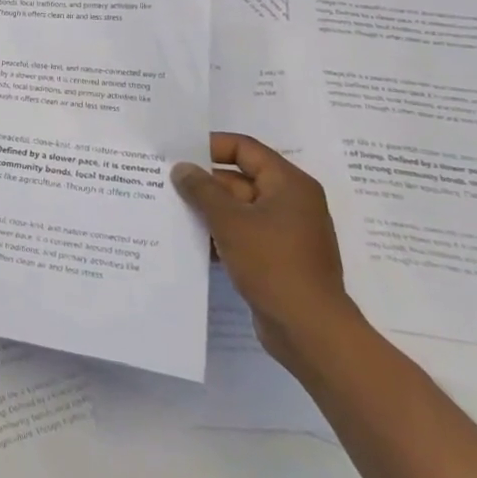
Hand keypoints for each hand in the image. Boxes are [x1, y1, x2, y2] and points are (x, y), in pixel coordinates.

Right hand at [171, 134, 357, 369]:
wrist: (311, 331)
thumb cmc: (273, 264)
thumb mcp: (230, 221)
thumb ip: (201, 190)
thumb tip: (182, 168)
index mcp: (289, 184)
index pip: (245, 148)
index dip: (210, 146)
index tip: (178, 152)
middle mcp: (291, 202)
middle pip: (240, 178)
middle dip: (204, 182)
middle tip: (165, 182)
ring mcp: (286, 232)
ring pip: (239, 209)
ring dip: (209, 210)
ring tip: (170, 209)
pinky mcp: (278, 258)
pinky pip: (244, 234)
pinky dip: (220, 234)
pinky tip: (191, 241)